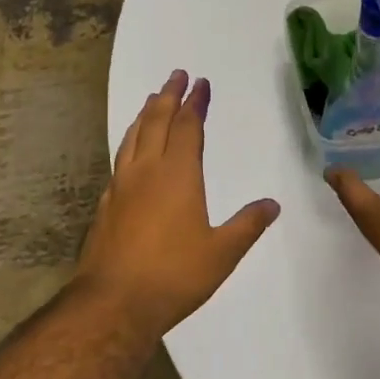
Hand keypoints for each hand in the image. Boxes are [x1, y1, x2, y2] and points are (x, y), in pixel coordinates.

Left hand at [77, 70, 280, 334]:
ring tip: (153, 100)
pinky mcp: (107, 203)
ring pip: (133, 136)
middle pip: (156, 121)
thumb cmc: (174, 275)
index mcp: (178, 175)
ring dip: (146, 114)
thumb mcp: (222, 253)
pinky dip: (131, 140)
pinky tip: (132, 149)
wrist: (114, 302)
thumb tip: (272, 204)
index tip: (200, 83)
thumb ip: (247, 225)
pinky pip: (121, 157)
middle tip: (177, 75)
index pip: (187, 127)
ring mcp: (122, 185)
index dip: (195, 103)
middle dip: (168, 95)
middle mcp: (147, 171)